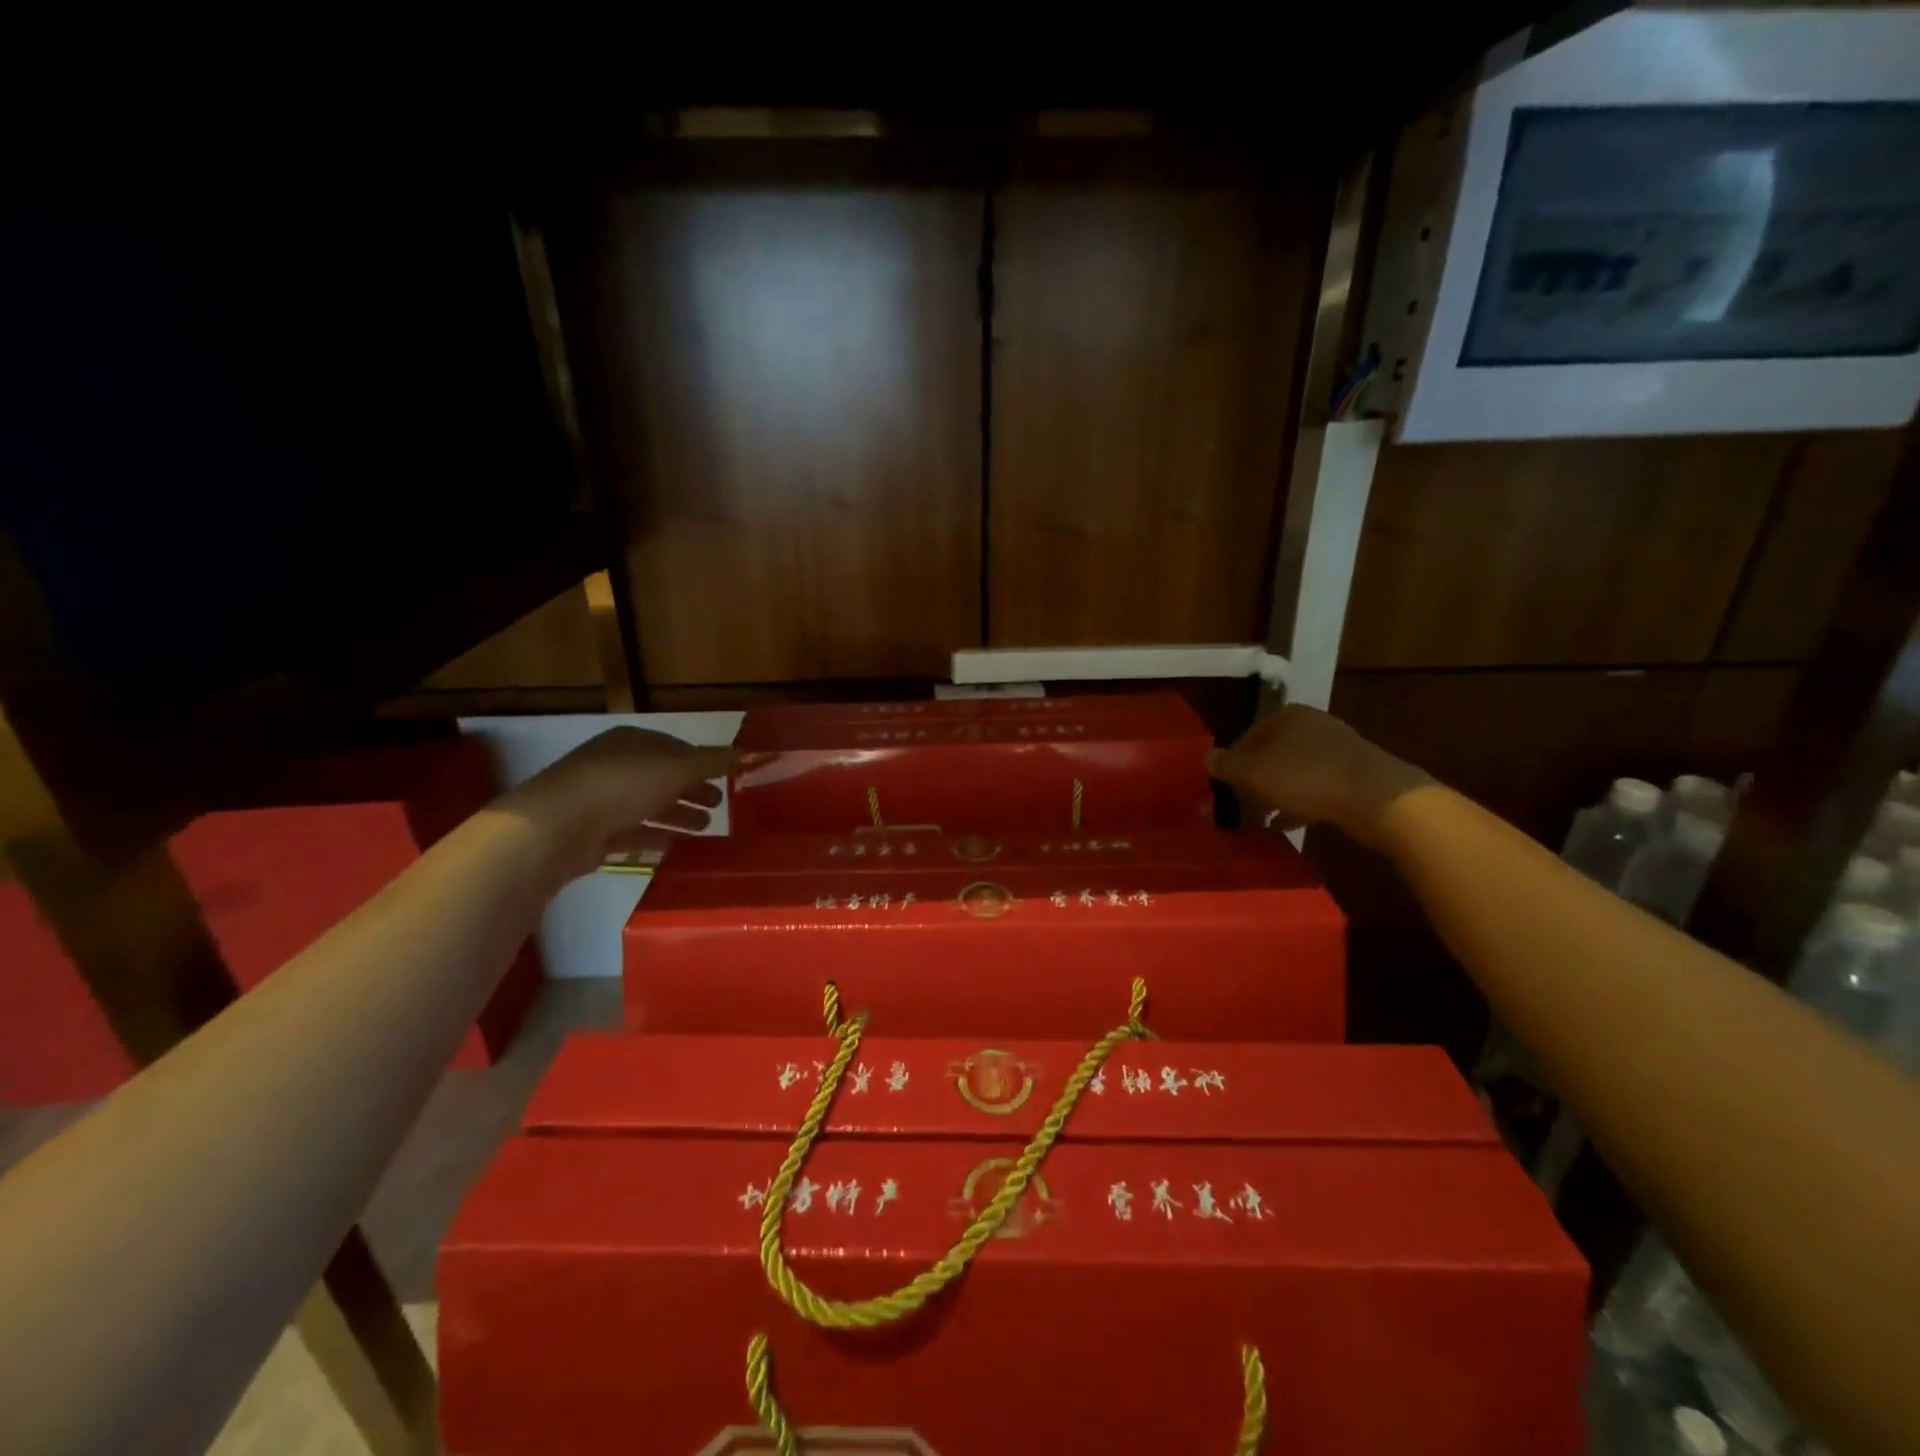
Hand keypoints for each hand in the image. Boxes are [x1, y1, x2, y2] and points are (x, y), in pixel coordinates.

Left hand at [500, 727, 735, 882]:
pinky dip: (654, 837)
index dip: (702, 762)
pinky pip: (632, 833)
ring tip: (705, 829)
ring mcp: (601, 800)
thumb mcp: (675, 768)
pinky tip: (674, 846)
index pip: (675, 748)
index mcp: (633, 743)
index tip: (726, 778)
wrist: (557, 827)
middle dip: (692, 790)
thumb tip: (742, 753)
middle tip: (719, 806)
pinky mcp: (593, 833)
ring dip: (677, 815)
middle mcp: (615, 766)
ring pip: (649, 805)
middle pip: (663, 777)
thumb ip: (710, 762)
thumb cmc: (622, 785)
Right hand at [1208, 704, 1428, 847]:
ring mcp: (1338, 748)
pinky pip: (1318, 787)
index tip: (1226, 789)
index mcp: (1286, 716)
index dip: (1233, 764)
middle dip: (1256, 780)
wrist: (1375, 796)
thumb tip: (1206, 757)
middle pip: (1272, 753)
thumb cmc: (1304, 776)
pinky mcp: (1357, 773)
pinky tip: (1291, 823)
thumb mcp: (1254, 772)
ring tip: (1264, 819)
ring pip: (1295, 771)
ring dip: (1278, 793)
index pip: (1248, 737)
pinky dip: (1302, 802)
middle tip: (1244, 805)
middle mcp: (1312, 724)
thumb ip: (1227, 765)